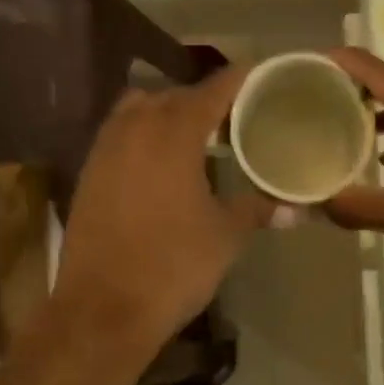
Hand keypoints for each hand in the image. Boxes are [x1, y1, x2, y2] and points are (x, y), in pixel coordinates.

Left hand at [50, 65, 272, 357]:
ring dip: (167, 114)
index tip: (261, 74)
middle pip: (173, 95)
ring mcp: (104, 151)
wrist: (104, 310)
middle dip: (203, 99)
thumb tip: (294, 207)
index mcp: (173, 133)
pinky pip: (119, 136)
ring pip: (138, 111)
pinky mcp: (88, 175)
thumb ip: (257, 209)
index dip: (239, 79)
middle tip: (234, 116)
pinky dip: (143, 136)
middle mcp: (134, 129)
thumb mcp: (226, 235)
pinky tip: (162, 166)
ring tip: (197, 137)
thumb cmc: (174, 265)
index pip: (213, 89)